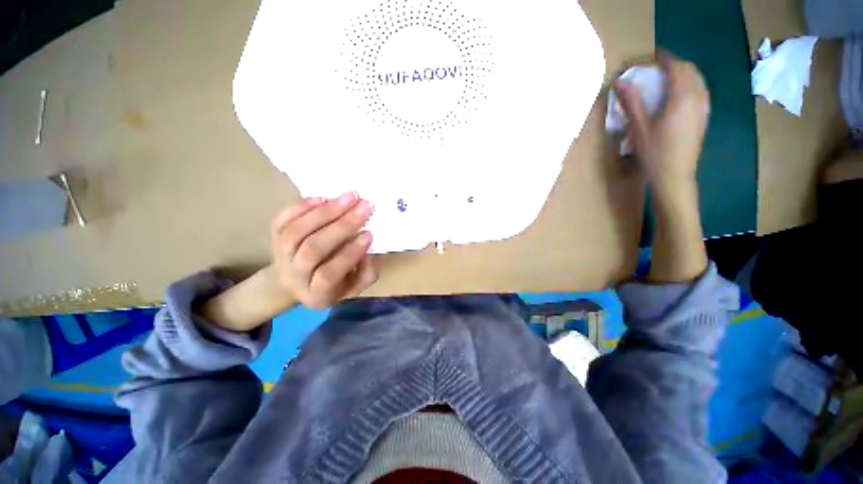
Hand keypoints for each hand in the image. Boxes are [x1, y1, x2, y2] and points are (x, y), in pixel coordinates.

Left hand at [271, 192, 377, 308]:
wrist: (294, 281)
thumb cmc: (332, 285)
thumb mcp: (355, 287)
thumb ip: (365, 274)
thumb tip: (366, 251)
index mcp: (316, 293)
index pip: (329, 274)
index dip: (349, 253)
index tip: (369, 233)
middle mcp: (294, 275)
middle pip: (313, 249)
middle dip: (342, 225)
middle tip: (364, 206)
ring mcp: (280, 255)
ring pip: (297, 231)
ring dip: (326, 211)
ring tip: (350, 197)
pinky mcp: (273, 237)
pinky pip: (282, 220)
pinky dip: (302, 207)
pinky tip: (324, 198)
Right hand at [617, 52, 709, 192]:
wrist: (675, 175)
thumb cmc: (654, 153)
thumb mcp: (638, 128)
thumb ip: (631, 103)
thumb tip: (619, 82)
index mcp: (681, 98)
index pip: (677, 68)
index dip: (665, 59)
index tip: (653, 56)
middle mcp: (697, 98)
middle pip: (691, 71)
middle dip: (676, 64)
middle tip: (658, 67)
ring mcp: (704, 108)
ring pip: (699, 80)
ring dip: (685, 73)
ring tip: (668, 77)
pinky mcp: (704, 117)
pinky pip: (702, 91)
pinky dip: (691, 84)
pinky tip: (680, 93)